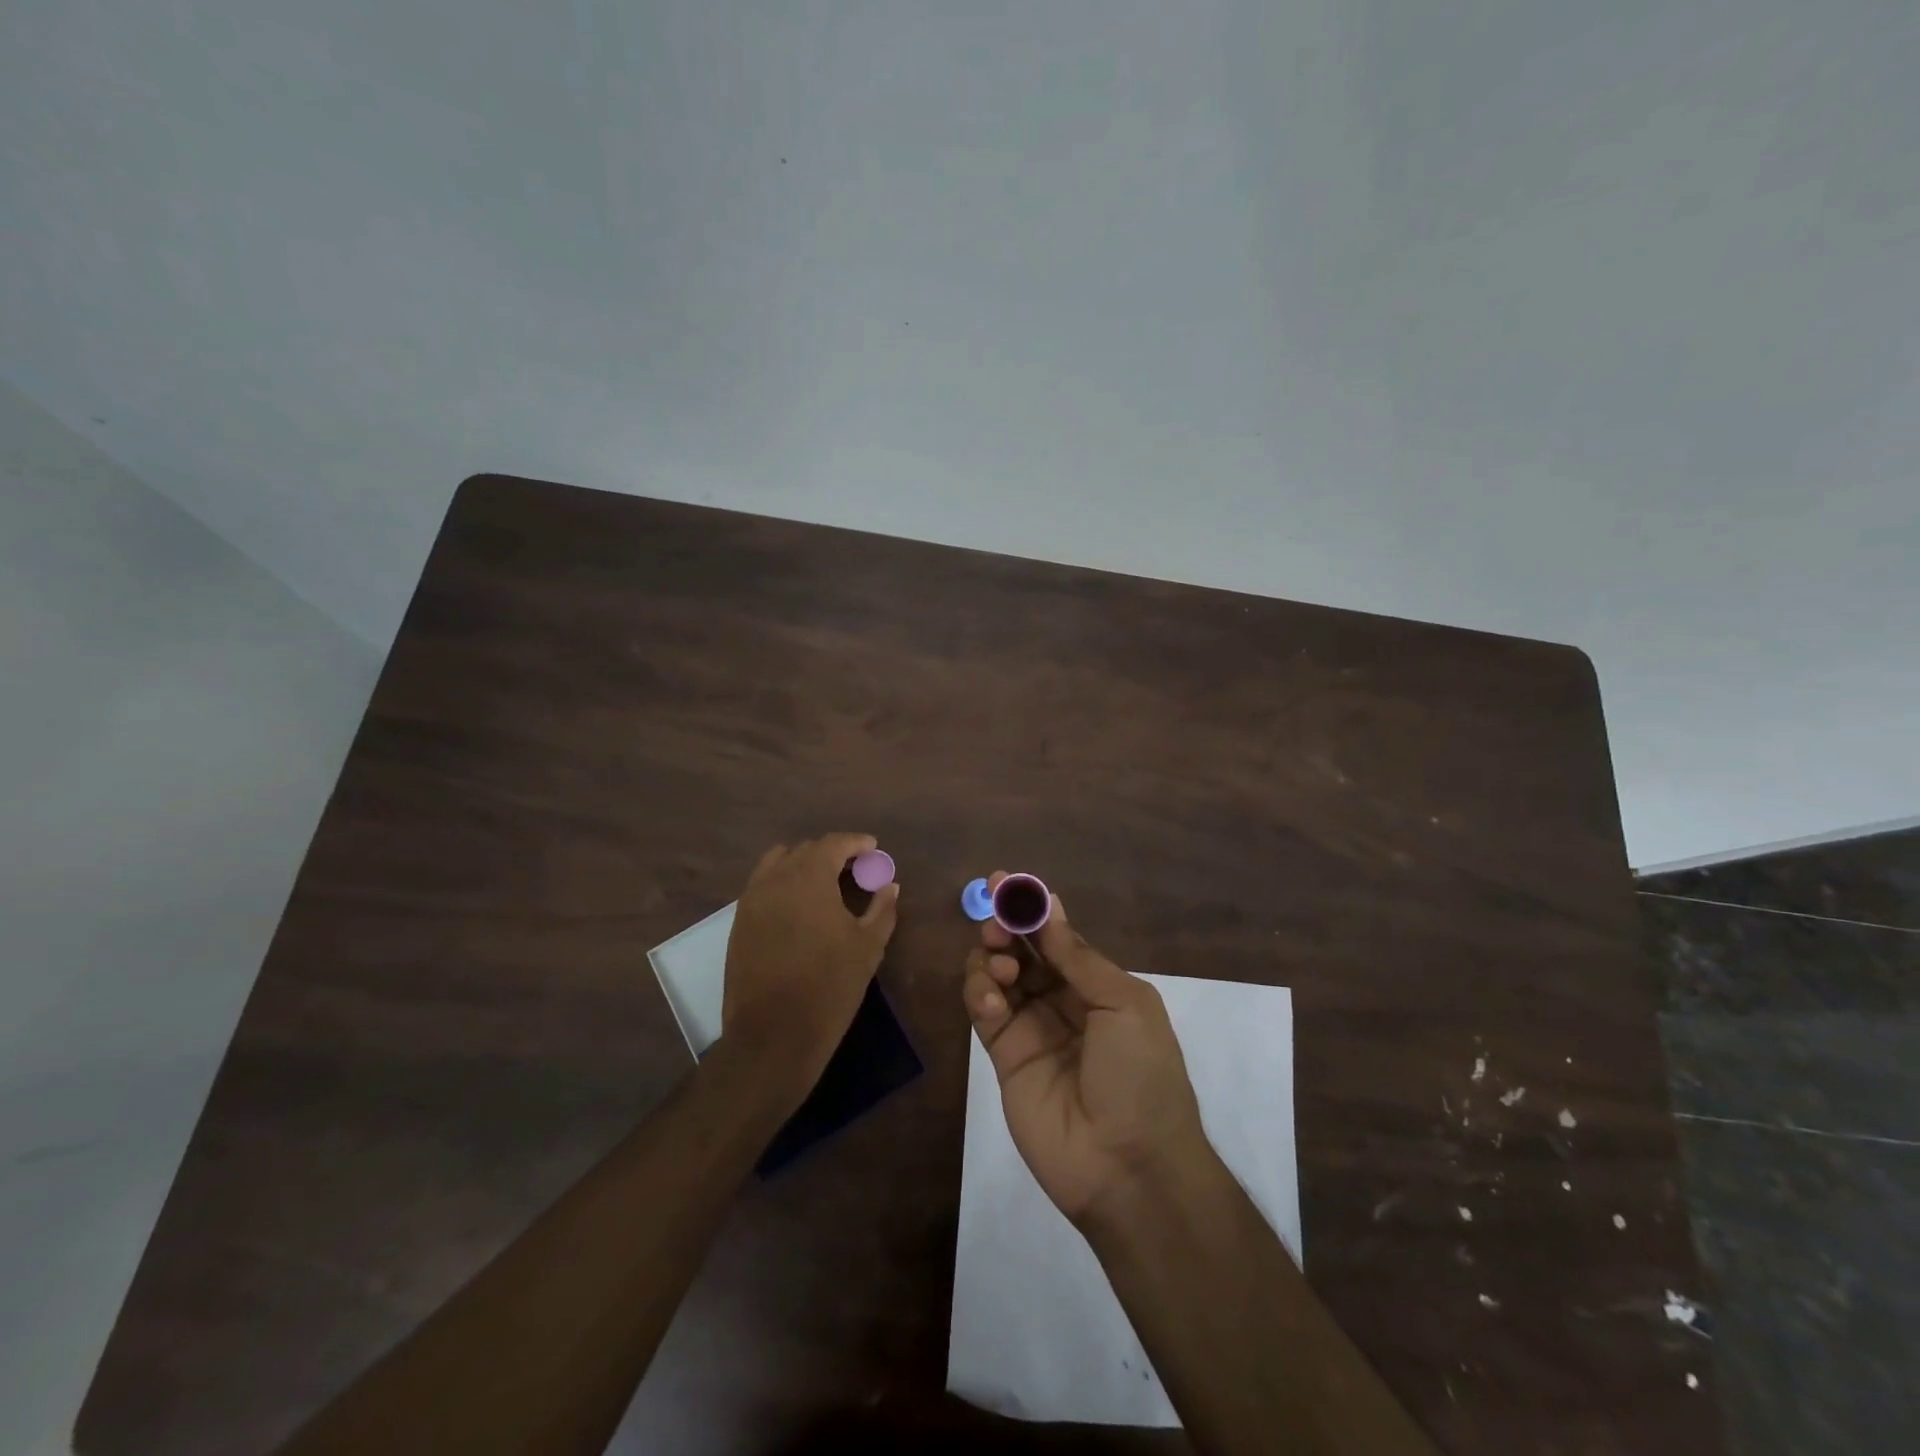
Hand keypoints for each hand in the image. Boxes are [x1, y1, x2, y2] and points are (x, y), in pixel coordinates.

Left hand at [723, 833, 900, 1087]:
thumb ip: (882, 909)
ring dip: (803, 864)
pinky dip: (782, 883)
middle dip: (832, 853)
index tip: (873, 848)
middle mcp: (775, 879)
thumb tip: (890, 886)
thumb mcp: (868, 947)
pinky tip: (799, 904)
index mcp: (809, 878)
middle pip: (805, 850)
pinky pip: (762, 885)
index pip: (833, 843)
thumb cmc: (829, 987)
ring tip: (824, 882)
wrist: (772, 1035)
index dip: (855, 842)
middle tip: (855, 868)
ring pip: (778, 864)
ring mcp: (752, 900)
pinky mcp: (739, 922)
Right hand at [962, 873, 1209, 1226]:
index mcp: (1098, 986)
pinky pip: (984, 1011)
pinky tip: (992, 996)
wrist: (1129, 1166)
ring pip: (997, 975)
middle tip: (994, 919)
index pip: (1055, 936)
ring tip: (1001, 966)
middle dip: (1005, 927)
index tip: (1004, 880)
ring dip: (992, 958)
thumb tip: (1049, 905)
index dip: (1030, 908)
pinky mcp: (1003, 1057)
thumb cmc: (1140, 1074)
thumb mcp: (1123, 1003)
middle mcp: (1062, 1001)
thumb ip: (1077, 956)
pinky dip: (980, 993)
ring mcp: (1031, 1029)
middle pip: (1022, 951)